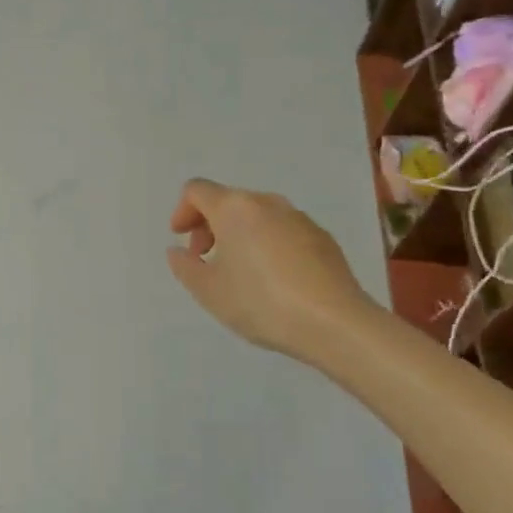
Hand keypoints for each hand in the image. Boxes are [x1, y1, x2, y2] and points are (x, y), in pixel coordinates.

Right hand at [167, 179, 366, 360]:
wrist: (333, 322)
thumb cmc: (261, 302)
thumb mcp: (209, 291)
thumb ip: (185, 266)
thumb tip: (179, 251)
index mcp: (234, 208)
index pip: (197, 191)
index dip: (182, 211)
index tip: (181, 239)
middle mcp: (267, 202)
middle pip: (228, 201)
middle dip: (209, 225)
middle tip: (205, 258)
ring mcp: (299, 218)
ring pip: (257, 215)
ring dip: (239, 234)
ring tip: (240, 271)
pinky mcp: (322, 237)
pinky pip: (283, 230)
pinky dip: (267, 244)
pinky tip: (273, 279)